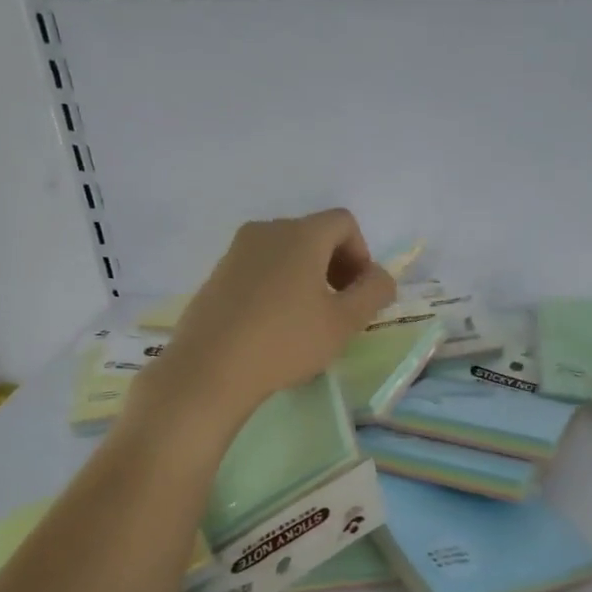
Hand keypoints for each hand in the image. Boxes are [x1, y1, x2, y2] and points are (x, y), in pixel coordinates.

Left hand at [138, 210, 397, 425]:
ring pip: (285, 251)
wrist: (210, 369)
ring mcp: (237, 250)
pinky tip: (274, 325)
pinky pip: (260, 267)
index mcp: (301, 234)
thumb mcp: (344, 322)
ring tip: (306, 319)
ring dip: (307, 276)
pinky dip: (278, 284)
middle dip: (335, 265)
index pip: (344, 222)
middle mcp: (267, 230)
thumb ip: (374, 292)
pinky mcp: (217, 273)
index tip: (358, 293)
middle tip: (339, 307)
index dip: (361, 254)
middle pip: (314, 234)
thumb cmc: (286, 342)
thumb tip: (380, 277)